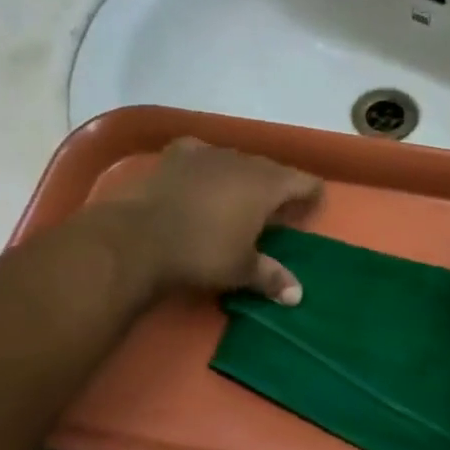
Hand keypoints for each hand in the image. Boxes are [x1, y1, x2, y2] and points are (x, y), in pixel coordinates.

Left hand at [107, 139, 322, 303]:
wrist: (138, 237)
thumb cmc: (201, 253)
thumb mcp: (241, 270)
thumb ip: (272, 277)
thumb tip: (297, 295)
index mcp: (268, 184)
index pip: (305, 181)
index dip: (311, 196)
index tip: (309, 212)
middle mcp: (244, 160)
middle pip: (272, 170)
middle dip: (277, 189)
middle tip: (273, 215)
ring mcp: (209, 153)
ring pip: (237, 160)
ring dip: (242, 177)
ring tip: (236, 200)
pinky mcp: (177, 154)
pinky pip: (202, 154)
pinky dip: (206, 166)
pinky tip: (199, 178)